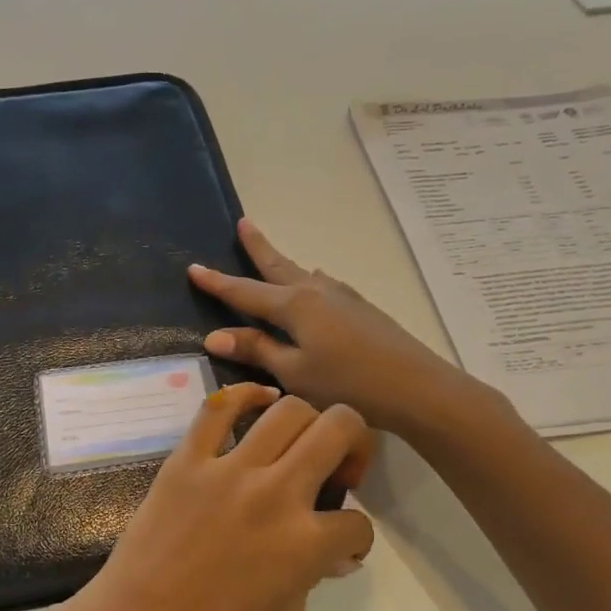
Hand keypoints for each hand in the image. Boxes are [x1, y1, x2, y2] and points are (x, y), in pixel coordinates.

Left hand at [55, 382, 375, 610]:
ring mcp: (228, 471)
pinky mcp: (187, 460)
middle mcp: (276, 495)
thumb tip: (331, 554)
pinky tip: (259, 400)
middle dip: (355, 444)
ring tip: (300, 442)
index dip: (357, 537)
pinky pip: (218, 408)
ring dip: (309, 421)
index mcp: (304, 545)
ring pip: (288, 410)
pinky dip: (244, 395)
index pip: (357, 523)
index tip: (342, 545)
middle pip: (339, 430)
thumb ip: (311, 577)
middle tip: (338, 468)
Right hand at [188, 219, 470, 437]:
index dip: (217, 282)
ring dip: (284, 265)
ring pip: (303, 275)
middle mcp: (316, 291)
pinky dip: (308, 282)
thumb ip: (257, 350)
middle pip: (278, 266)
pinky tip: (315, 287)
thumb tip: (214, 334)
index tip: (194, 267)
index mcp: (294, 305)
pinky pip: (323, 286)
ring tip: (271, 255)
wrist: (417, 387)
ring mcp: (343, 297)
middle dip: (258, 247)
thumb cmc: (347, 383)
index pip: (245, 291)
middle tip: (244, 223)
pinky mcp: (361, 309)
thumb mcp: (294, 372)